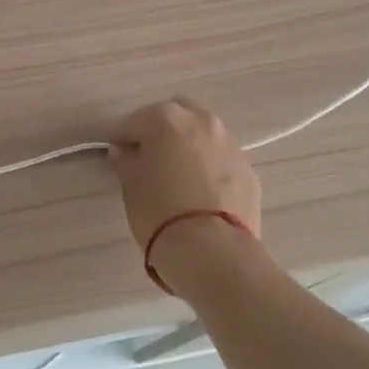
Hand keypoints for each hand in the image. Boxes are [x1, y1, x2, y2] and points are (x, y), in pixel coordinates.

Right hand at [109, 99, 261, 249]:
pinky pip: (221, 162)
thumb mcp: (130, 184)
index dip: (123, 140)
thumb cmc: (159, 209)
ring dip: (189, 148)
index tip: (118, 158)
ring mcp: (230, 145)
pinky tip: (201, 195)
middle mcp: (202, 121)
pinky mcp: (249, 172)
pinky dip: (210, 169)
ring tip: (178, 178)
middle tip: (150, 160)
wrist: (212, 250)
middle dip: (162, 133)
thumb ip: (126, 160)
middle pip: (175, 117)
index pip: (133, 122)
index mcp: (166, 117)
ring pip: (203, 137)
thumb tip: (125, 153)